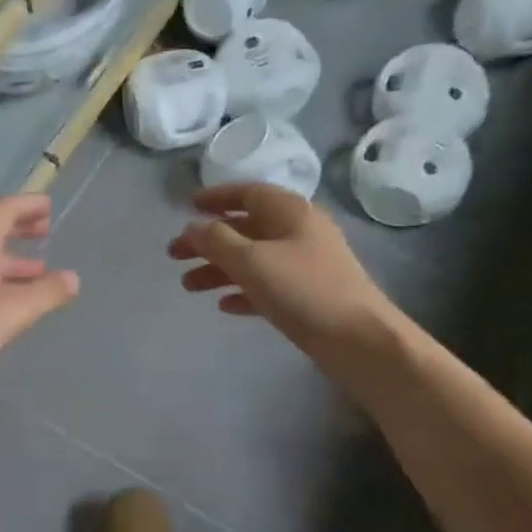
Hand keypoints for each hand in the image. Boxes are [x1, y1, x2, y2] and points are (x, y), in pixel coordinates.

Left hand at [0, 195, 79, 384]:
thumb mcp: (15, 309)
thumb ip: (48, 292)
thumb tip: (72, 278)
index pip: (4, 209)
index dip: (28, 205)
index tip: (49, 207)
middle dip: (19, 229)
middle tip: (44, 231)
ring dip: (11, 262)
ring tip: (38, 273)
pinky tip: (8, 305)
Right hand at [169, 184, 396, 357]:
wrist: (357, 338)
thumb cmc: (302, 290)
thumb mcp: (252, 261)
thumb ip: (216, 241)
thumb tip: (192, 227)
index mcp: (290, 212)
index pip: (248, 193)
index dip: (216, 197)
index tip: (188, 206)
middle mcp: (299, 232)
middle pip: (245, 228)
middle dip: (209, 241)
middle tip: (174, 255)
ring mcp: (304, 265)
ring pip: (253, 259)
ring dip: (219, 269)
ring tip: (188, 286)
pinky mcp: (306, 295)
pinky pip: (266, 286)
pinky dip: (243, 291)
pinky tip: (224, 305)